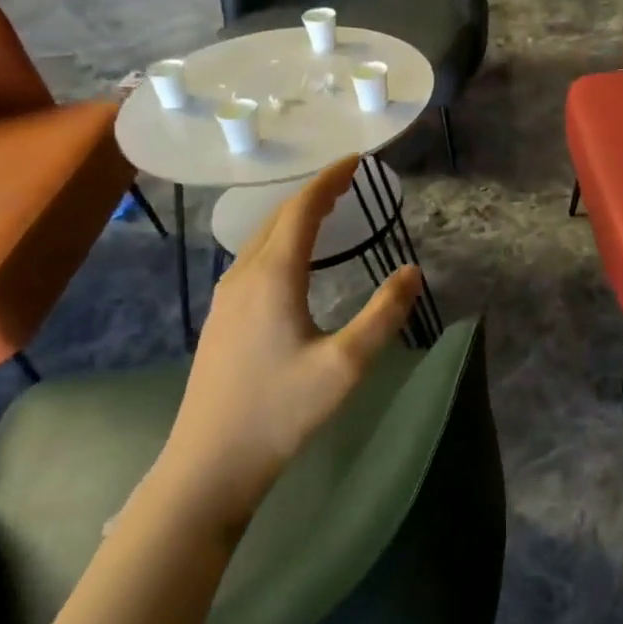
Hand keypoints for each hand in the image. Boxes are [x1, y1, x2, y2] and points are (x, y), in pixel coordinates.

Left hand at [140, 157, 421, 539]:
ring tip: (325, 210)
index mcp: (273, 277)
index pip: (301, 210)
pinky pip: (253, 259)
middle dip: (313, 193)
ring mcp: (226, 298)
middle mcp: (243, 276)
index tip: (355, 160)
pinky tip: (293, 259)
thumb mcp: (346, 365)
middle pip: (277, 218)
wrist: (210, 462)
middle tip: (348, 181)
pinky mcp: (221, 319)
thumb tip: (412, 271)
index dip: (329, 180)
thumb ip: (383, 314)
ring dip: (294, 216)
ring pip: (261, 239)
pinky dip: (280, 240)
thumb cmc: (281, 411)